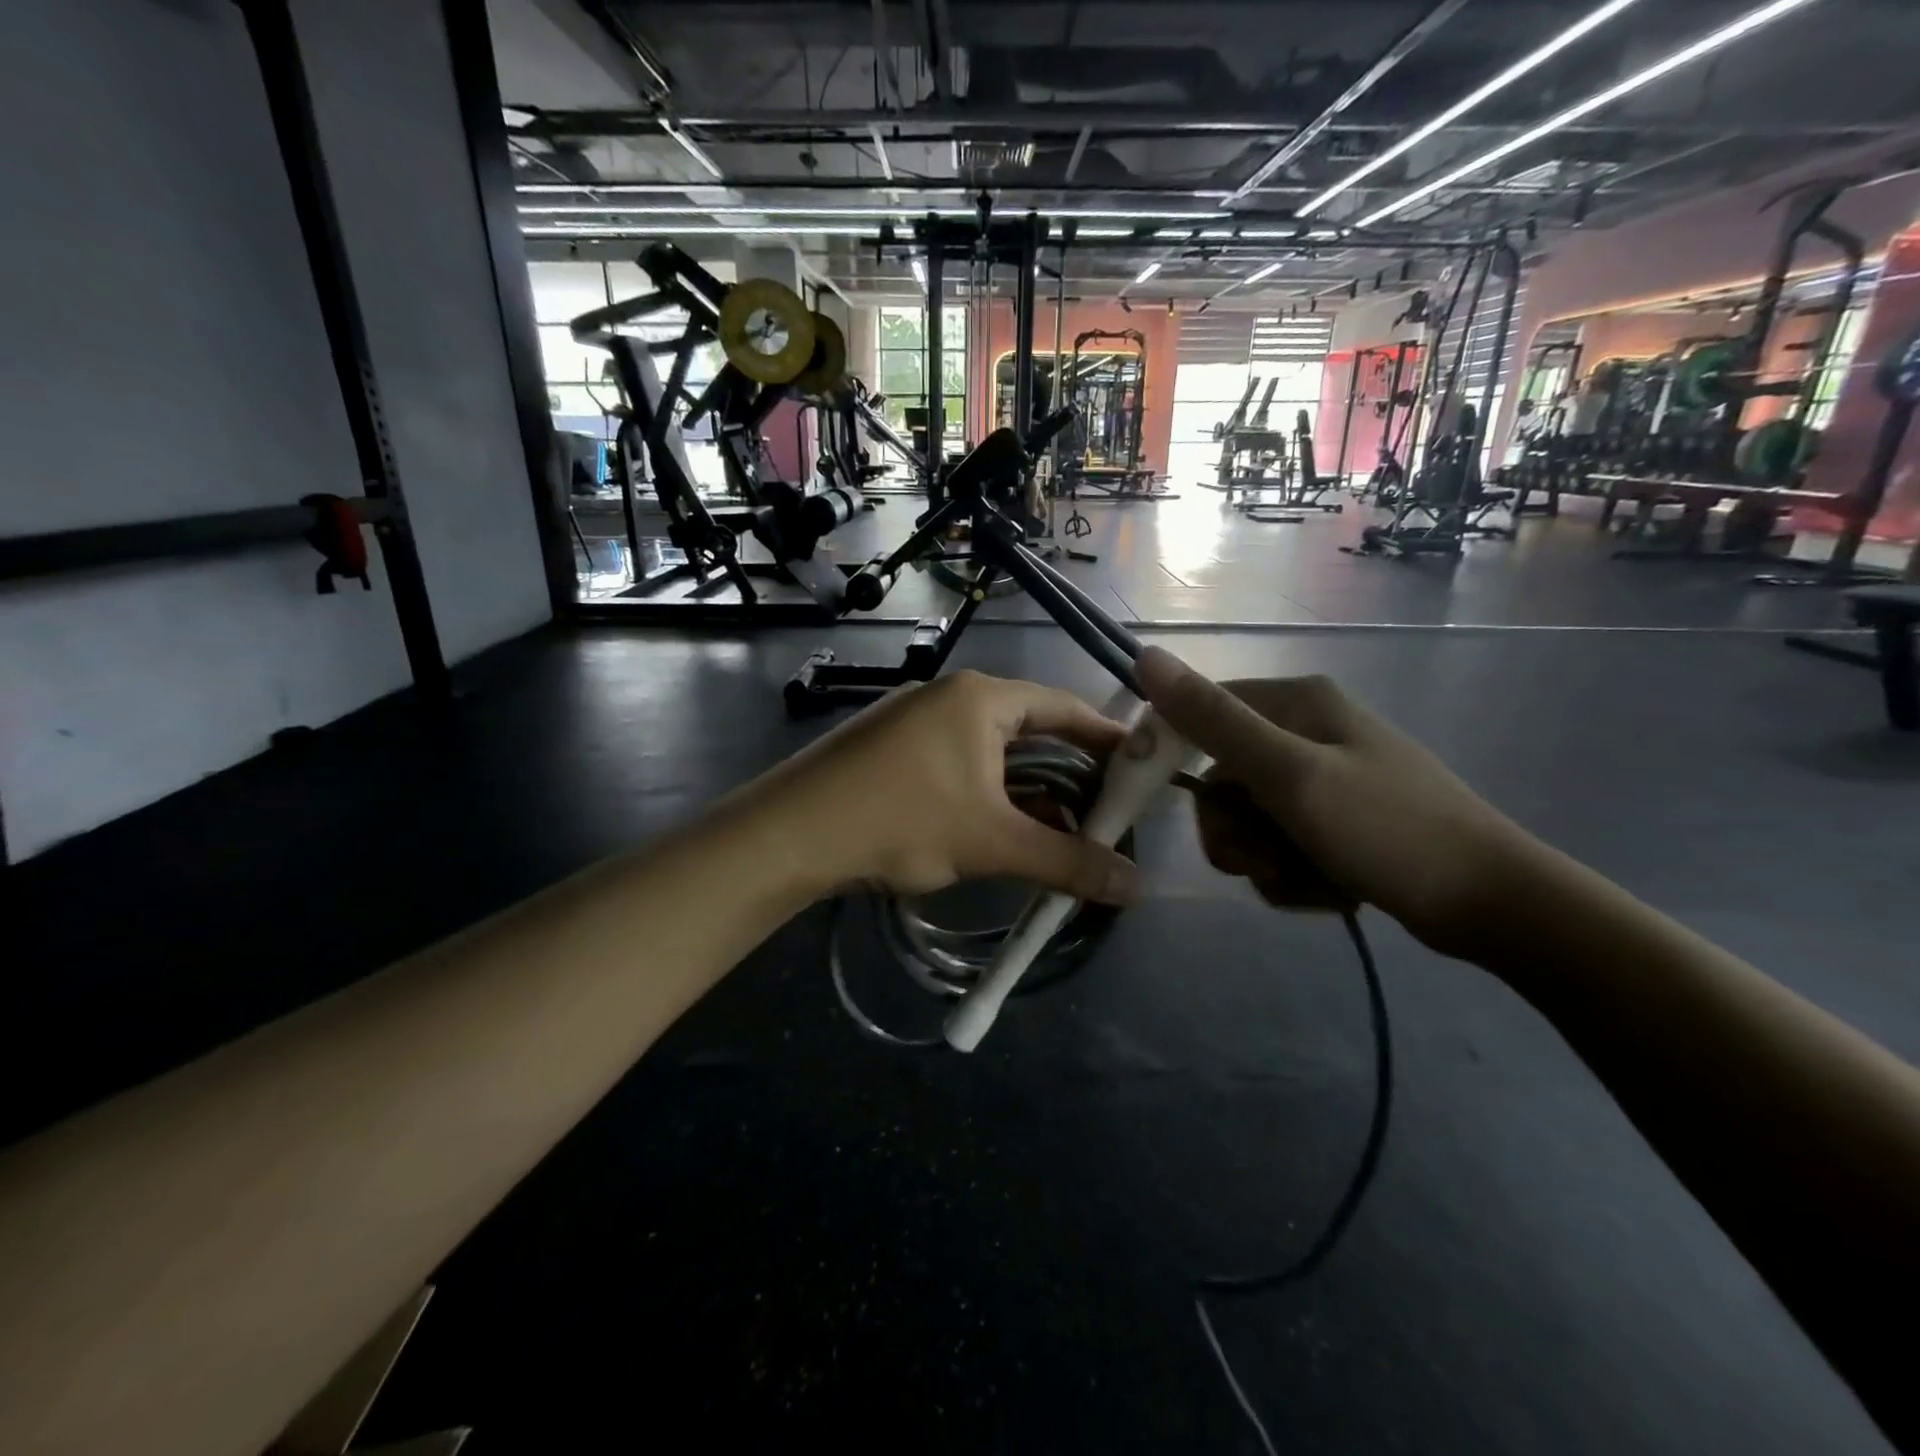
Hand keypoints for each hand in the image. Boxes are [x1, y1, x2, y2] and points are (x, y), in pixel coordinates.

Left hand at [759, 670, 1138, 902]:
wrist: (789, 836)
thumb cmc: (900, 820)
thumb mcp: (991, 842)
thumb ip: (1068, 862)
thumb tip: (1138, 886)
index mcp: (981, 698)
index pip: (1065, 707)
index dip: (1108, 740)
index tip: (1141, 774)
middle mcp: (950, 698)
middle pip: (1031, 730)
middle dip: (1069, 775)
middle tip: (1106, 814)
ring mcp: (915, 722)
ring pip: (993, 754)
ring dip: (1028, 792)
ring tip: (1062, 833)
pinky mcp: (892, 751)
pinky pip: (960, 766)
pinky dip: (989, 796)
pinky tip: (1001, 833)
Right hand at [1136, 646, 1534, 957]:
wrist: (1491, 904)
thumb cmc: (1386, 828)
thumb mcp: (1289, 773)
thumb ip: (1213, 720)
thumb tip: (1145, 655)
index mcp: (1296, 703)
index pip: (1200, 713)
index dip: (1170, 754)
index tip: (1157, 800)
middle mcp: (1306, 732)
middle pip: (1222, 780)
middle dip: (1233, 829)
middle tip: (1261, 857)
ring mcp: (1324, 779)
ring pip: (1248, 820)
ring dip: (1263, 858)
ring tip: (1304, 878)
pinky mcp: (1337, 821)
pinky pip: (1280, 845)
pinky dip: (1292, 873)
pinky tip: (1328, 888)